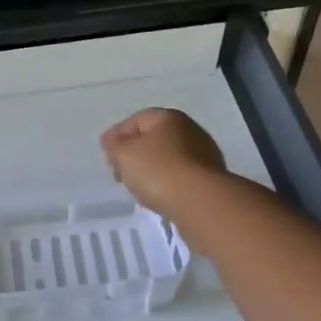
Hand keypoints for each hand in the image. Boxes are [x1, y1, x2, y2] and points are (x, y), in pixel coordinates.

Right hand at [100, 108, 226, 213]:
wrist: (202, 203)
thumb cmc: (158, 171)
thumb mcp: (124, 154)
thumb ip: (113, 144)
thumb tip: (111, 139)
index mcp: (168, 117)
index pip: (136, 120)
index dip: (118, 136)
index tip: (108, 157)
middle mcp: (190, 129)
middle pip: (154, 138)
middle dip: (136, 154)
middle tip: (121, 173)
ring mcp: (205, 154)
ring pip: (169, 158)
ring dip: (153, 170)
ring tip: (140, 188)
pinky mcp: (212, 178)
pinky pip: (182, 176)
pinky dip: (169, 183)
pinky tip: (162, 197)